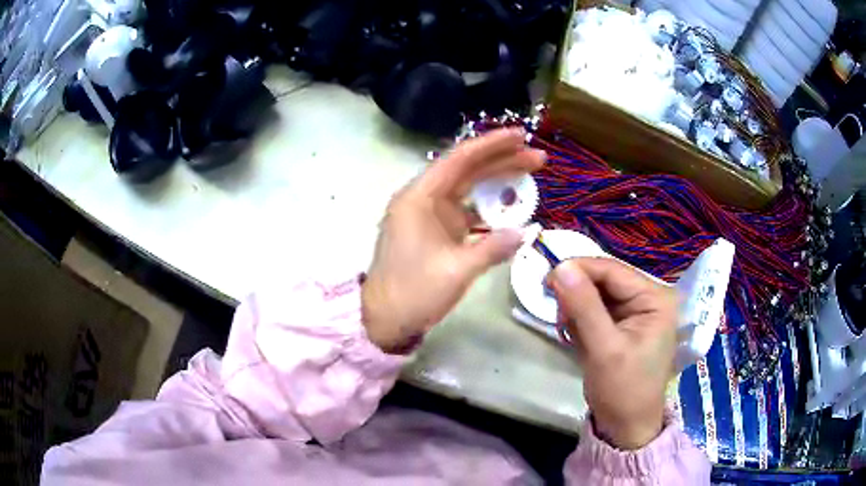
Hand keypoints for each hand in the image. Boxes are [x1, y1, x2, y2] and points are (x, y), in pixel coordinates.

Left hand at [362, 129, 544, 352]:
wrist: (384, 319)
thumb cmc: (413, 293)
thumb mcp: (456, 272)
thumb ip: (493, 249)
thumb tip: (526, 233)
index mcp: (419, 198)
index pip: (459, 159)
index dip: (492, 144)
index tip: (522, 135)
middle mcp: (423, 198)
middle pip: (466, 169)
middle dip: (502, 160)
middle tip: (538, 157)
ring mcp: (429, 214)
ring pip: (467, 187)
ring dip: (497, 180)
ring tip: (530, 173)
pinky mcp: (435, 230)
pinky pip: (465, 209)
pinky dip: (487, 205)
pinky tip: (510, 204)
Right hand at [549, 258, 676, 449]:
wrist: (626, 427)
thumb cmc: (623, 390)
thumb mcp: (604, 349)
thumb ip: (584, 307)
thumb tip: (561, 267)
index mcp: (655, 298)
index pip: (612, 270)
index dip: (579, 269)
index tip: (546, 280)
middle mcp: (648, 298)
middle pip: (604, 280)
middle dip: (577, 293)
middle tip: (556, 313)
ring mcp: (636, 312)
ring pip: (597, 294)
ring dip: (576, 308)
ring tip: (567, 330)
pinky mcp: (623, 325)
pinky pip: (596, 310)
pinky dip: (581, 319)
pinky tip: (575, 336)